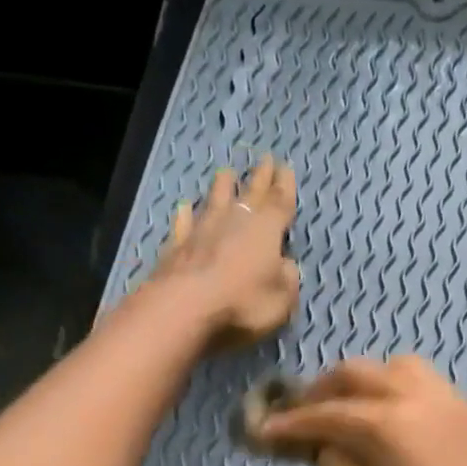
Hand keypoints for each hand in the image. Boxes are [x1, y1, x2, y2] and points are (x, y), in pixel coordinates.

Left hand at [144, 157, 299, 347]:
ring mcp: (203, 230)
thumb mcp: (282, 299)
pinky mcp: (178, 245)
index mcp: (267, 230)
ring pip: (216, 200)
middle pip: (251, 193)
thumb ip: (288, 279)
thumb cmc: (244, 303)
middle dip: (260, 177)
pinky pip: (184, 224)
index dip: (285, 186)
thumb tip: (286, 264)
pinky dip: (186, 215)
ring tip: (226, 173)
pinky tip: (185, 208)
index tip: (286, 167)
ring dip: (223, 186)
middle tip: (265, 159)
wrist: (186, 306)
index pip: (280, 202)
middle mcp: (235, 221)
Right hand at [252, 356, 466, 465]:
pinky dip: (404, 394)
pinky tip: (400, 425)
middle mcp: (418, 398)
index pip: (325, 414)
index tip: (264, 432)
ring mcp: (452, 402)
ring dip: (367, 382)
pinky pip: (432, 388)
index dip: (290, 423)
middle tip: (304, 418)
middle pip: (359, 374)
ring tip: (353, 411)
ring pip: (399, 368)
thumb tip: (327, 448)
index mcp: (386, 425)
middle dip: (324, 392)